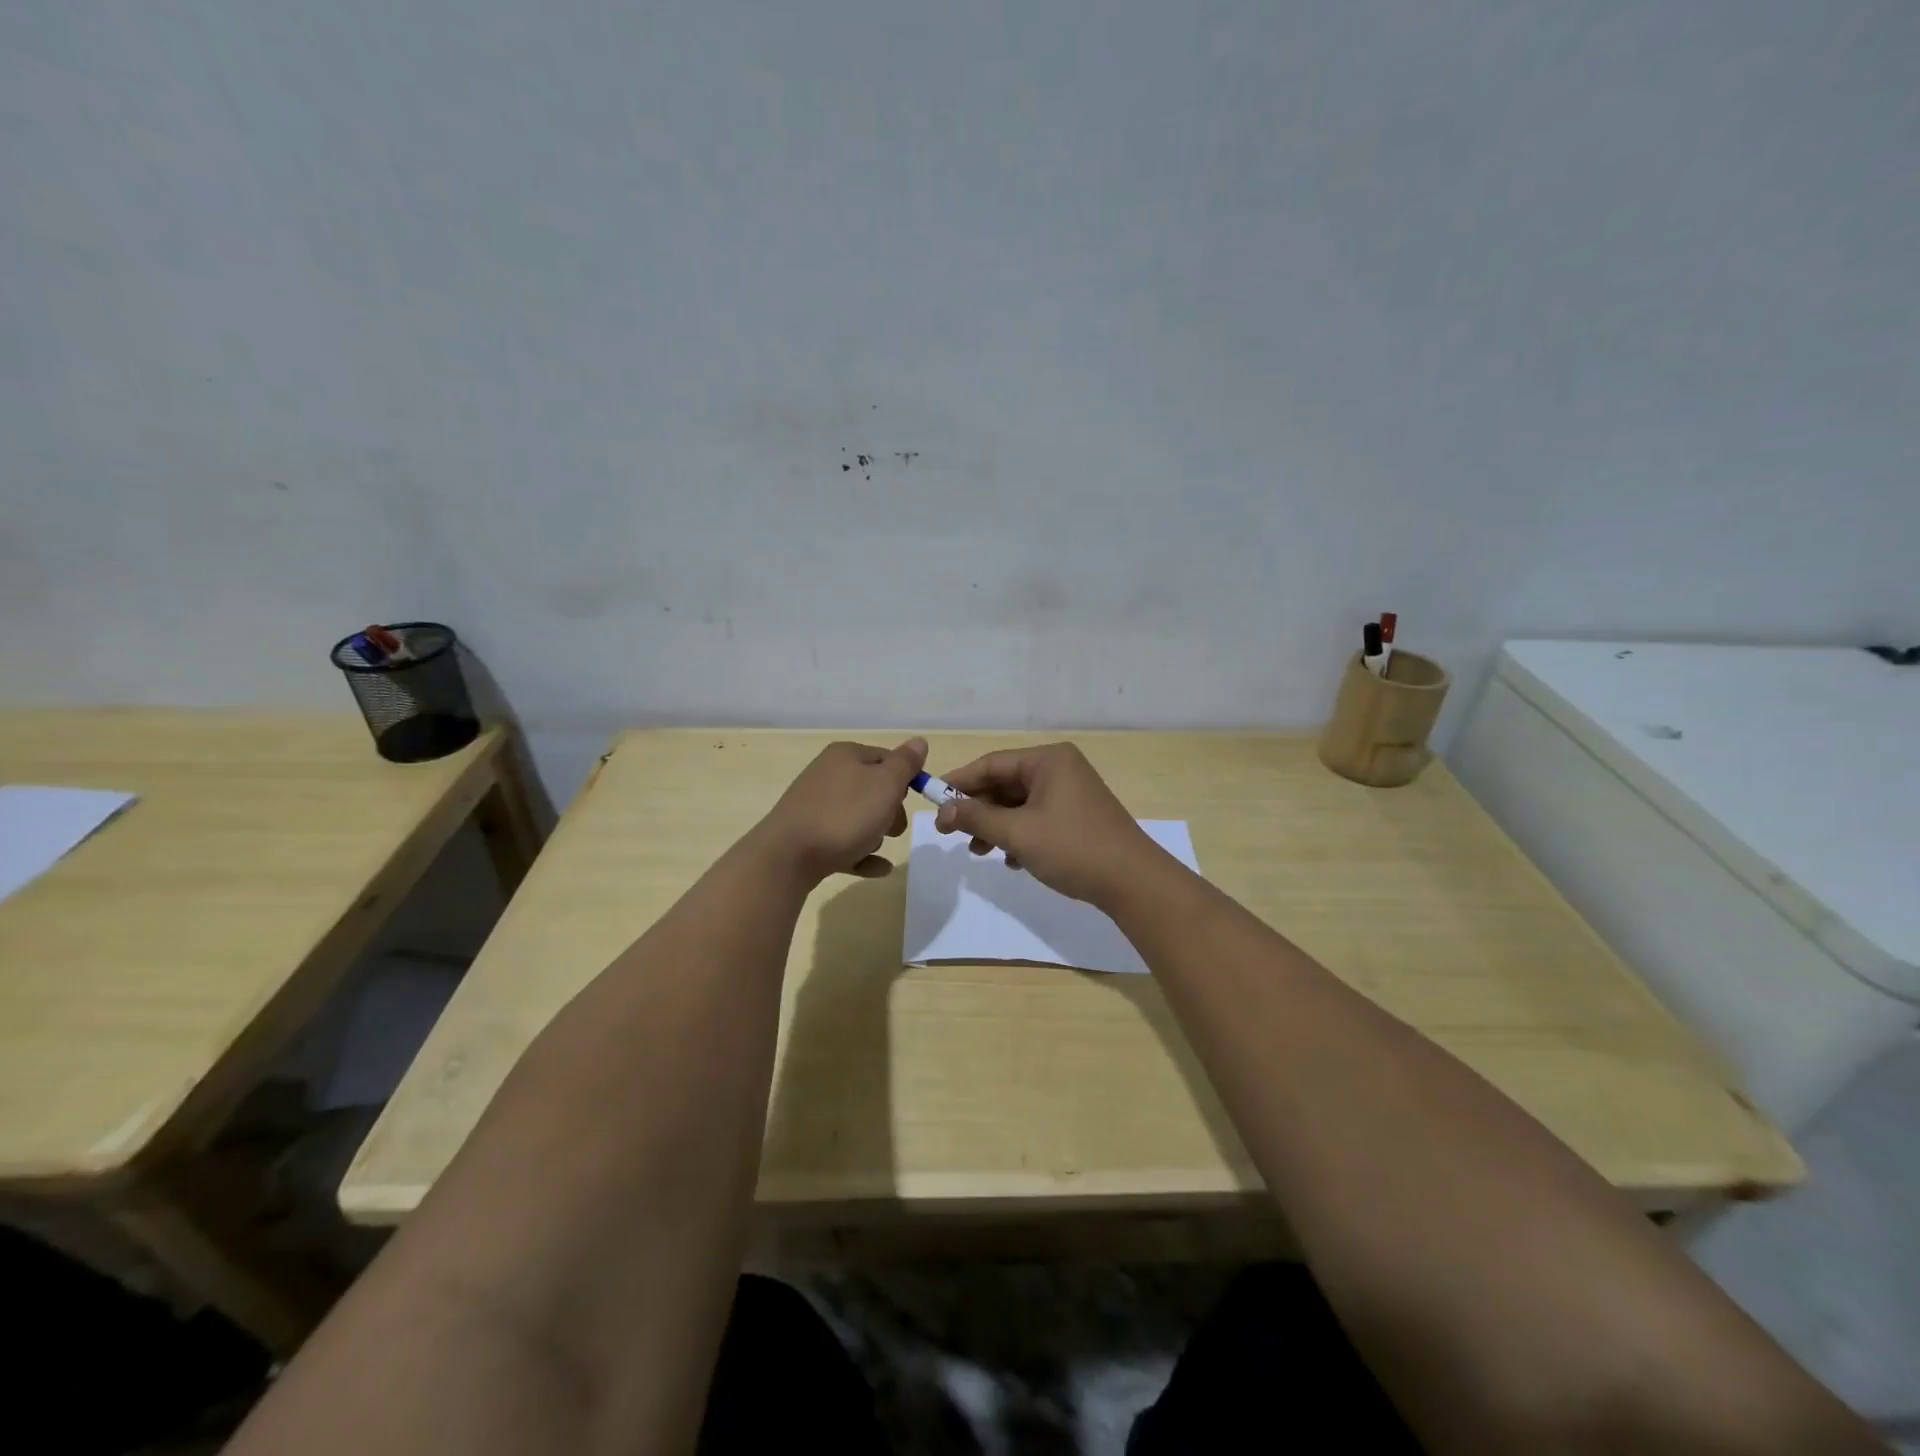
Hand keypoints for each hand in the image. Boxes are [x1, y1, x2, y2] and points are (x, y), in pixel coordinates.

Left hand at [752, 738, 925, 884]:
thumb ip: (905, 763)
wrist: (788, 856)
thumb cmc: (844, 815)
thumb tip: (919, 741)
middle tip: (894, 829)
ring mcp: (814, 806)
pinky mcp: (808, 836)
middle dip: (890, 811)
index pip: (887, 758)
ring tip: (875, 848)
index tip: (911, 801)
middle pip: (872, 789)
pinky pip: (843, 842)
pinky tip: (878, 868)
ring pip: (857, 817)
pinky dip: (861, 853)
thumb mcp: (885, 784)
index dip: (904, 779)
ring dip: (874, 834)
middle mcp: (828, 774)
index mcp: (845, 756)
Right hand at [933, 742, 1165, 905]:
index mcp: (1048, 760)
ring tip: (978, 852)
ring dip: (996, 826)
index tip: (932, 803)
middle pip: (1005, 783)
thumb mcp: (1017, 833)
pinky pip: (1037, 818)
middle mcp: (1060, 769)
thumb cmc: (1073, 848)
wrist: (1134, 882)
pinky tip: (1011, 860)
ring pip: (1020, 804)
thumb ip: (976, 819)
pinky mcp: (1078, 817)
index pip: (991, 764)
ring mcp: (1072, 793)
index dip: (959, 783)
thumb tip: (942, 811)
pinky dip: (1019, 835)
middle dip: (978, 810)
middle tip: (951, 834)